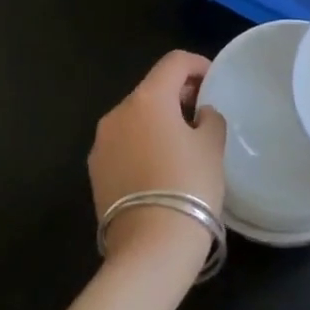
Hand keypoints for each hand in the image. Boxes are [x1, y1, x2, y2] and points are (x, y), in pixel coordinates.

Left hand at [89, 50, 226, 266]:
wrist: (151, 246)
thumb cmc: (189, 185)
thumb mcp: (212, 145)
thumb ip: (209, 118)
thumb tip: (199, 114)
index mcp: (148, 99)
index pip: (174, 62)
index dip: (198, 64)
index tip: (214, 81)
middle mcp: (118, 113)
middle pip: (152, 89)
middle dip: (178, 94)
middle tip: (203, 113)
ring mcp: (101, 143)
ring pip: (135, 117)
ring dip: (158, 120)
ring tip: (183, 144)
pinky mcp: (95, 171)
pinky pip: (124, 143)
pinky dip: (142, 143)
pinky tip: (161, 167)